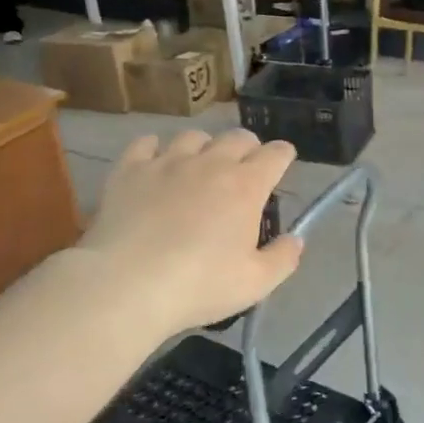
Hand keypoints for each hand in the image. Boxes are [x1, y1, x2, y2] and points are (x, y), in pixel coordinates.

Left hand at [75, 130, 303, 335]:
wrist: (127, 284)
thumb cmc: (199, 285)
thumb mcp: (255, 283)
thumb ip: (283, 258)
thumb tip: (296, 239)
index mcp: (246, 186)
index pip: (275, 155)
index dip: (284, 155)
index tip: (283, 161)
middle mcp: (210, 163)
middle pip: (237, 137)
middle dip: (248, 147)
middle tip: (245, 167)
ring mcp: (167, 162)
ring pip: (194, 137)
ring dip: (204, 148)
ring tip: (200, 166)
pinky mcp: (130, 170)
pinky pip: (146, 143)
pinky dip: (156, 148)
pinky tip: (155, 163)